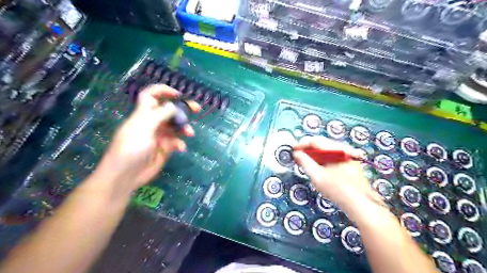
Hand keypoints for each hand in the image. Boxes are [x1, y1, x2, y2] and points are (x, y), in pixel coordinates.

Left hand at [94, 85, 200, 195]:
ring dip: (184, 128)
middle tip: (197, 108)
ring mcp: (159, 135)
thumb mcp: (144, 128)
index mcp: (144, 114)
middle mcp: (153, 122)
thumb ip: (160, 115)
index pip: (151, 96)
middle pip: (169, 110)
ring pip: (176, 126)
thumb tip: (173, 105)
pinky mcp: (165, 147)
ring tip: (190, 133)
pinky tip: (181, 148)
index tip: (178, 94)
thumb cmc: (130, 148)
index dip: (162, 91)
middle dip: (183, 109)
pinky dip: (180, 143)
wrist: (126, 175)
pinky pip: (176, 141)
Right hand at [290, 136, 381, 215]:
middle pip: (321, 144)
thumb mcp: (317, 176)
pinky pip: (332, 157)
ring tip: (305, 162)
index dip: (302, 144)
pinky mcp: (350, 164)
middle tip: (297, 156)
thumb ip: (305, 162)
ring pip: (327, 151)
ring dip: (315, 155)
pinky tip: (317, 167)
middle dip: (308, 150)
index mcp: (336, 150)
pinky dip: (323, 160)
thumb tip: (296, 153)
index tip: (292, 149)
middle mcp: (343, 149)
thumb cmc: (338, 189)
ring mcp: (348, 156)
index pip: (315, 141)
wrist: (361, 205)